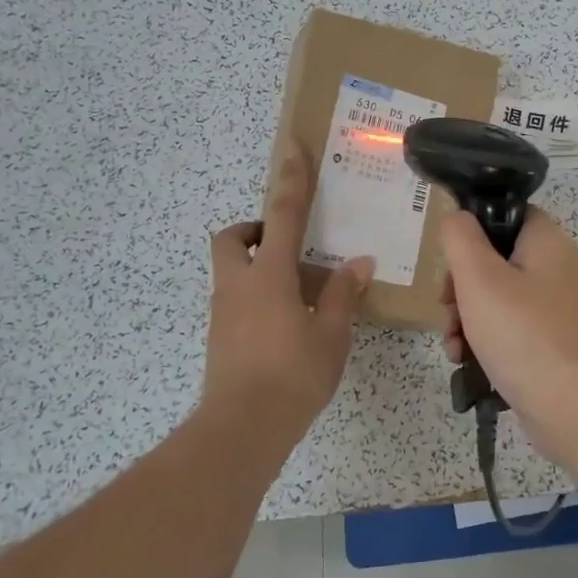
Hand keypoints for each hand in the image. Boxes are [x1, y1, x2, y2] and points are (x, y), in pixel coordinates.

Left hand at [203, 145, 373, 432]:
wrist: (242, 429)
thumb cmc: (292, 376)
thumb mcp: (331, 335)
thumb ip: (342, 295)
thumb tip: (358, 263)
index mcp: (269, 276)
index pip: (281, 215)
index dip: (290, 179)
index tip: (291, 149)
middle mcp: (238, 285)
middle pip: (232, 238)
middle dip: (253, 229)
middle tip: (286, 244)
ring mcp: (223, 312)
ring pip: (231, 270)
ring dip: (257, 266)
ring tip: (299, 291)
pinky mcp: (219, 336)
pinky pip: (235, 299)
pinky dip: (257, 296)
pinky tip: (287, 323)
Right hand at [439, 207, 577, 460]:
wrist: (571, 406)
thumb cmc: (522, 332)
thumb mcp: (479, 277)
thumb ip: (460, 238)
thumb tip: (457, 217)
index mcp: (545, 241)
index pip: (505, 214)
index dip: (473, 230)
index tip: (450, 257)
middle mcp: (553, 268)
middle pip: (493, 259)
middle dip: (460, 285)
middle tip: (447, 305)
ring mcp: (552, 308)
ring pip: (494, 297)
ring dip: (464, 316)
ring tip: (452, 342)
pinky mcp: (546, 341)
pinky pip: (506, 328)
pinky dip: (482, 340)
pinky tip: (463, 360)